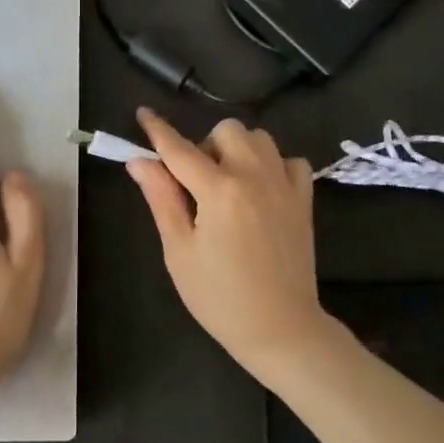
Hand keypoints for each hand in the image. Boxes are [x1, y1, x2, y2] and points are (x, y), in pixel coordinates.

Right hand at [127, 108, 338, 384]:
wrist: (280, 328)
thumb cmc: (219, 297)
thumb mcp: (179, 251)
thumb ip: (161, 199)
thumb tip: (139, 161)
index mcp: (219, 191)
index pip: (179, 149)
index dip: (157, 130)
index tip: (143, 114)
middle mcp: (254, 176)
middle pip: (226, 130)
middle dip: (204, 146)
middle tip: (196, 183)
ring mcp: (284, 185)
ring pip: (259, 138)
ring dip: (238, 150)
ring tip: (228, 185)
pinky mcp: (304, 199)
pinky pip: (290, 160)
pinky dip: (273, 165)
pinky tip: (261, 190)